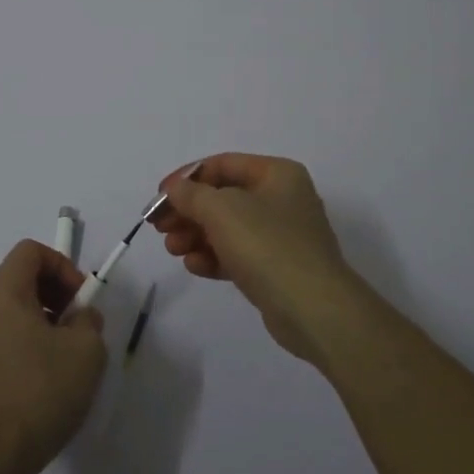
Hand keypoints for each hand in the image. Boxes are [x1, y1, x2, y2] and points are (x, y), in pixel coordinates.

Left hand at [0, 241, 107, 473]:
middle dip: (52, 292)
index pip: (30, 251)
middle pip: (16, 278)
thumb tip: (79, 318)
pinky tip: (38, 379)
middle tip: (76, 324)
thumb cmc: (40, 393)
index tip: (81, 299)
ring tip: (61, 354)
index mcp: (0, 293)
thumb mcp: (86, 350)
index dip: (62, 265)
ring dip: (37, 318)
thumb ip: (88, 320)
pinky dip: (19, 341)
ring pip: (6, 309)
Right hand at [152, 153, 366, 365]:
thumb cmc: (267, 245)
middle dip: (188, 211)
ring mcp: (282, 235)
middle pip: (223, 197)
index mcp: (277, 174)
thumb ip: (192, 195)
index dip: (186, 177)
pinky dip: (214, 256)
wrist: (313, 308)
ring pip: (228, 228)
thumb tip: (176, 189)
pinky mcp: (277, 269)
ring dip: (196, 235)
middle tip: (159, 226)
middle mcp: (282, 199)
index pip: (222, 164)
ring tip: (172, 249)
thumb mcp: (222, 210)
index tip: (160, 196)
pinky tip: (194, 266)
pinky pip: (238, 254)